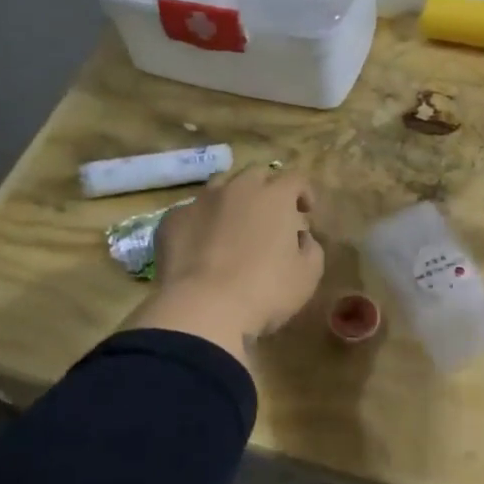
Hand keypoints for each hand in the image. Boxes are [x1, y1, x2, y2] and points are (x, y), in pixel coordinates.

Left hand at [148, 167, 322, 342]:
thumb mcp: (308, 275)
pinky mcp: (172, 220)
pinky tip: (201, 246)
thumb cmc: (265, 291)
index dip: (304, 193)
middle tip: (271, 216)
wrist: (203, 309)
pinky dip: (201, 222)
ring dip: (232, 199)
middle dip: (267, 189)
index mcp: (274, 196)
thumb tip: (301, 237)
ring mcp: (201, 201)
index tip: (306, 213)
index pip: (295, 179)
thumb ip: (310, 247)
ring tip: (234, 225)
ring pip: (220, 186)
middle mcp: (238, 188)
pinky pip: (191, 212)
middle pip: (257, 174)